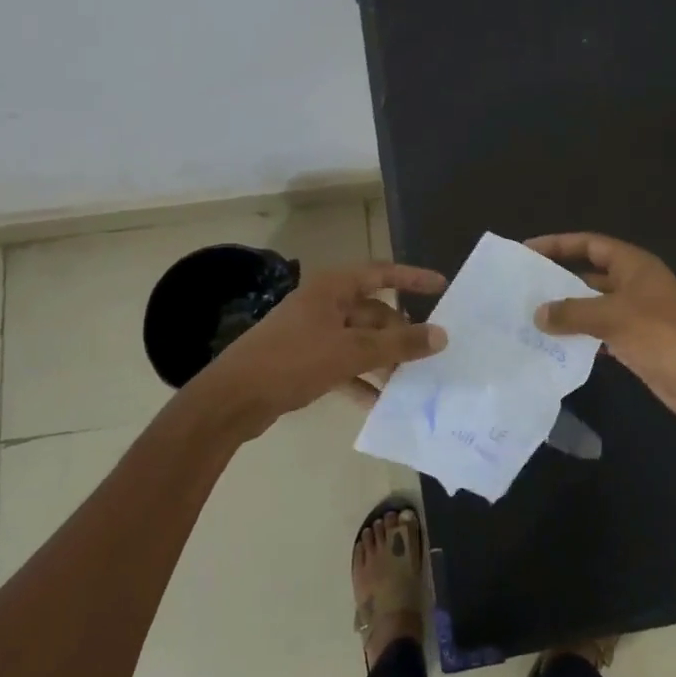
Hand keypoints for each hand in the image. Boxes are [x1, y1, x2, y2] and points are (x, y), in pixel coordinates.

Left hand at [188, 262, 447, 434]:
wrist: (233, 399)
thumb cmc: (292, 361)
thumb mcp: (350, 352)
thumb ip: (397, 344)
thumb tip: (442, 335)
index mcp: (333, 288)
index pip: (382, 274)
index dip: (413, 278)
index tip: (442, 286)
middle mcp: (324, 304)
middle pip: (374, 313)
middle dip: (400, 334)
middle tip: (429, 355)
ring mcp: (313, 332)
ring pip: (360, 341)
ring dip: (383, 359)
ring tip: (411, 380)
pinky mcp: (304, 360)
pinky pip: (343, 364)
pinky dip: (361, 379)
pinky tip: (379, 402)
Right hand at [528, 233, 675, 443]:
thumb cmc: (665, 337)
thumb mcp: (614, 318)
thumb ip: (573, 312)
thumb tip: (538, 313)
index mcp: (635, 266)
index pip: (590, 244)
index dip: (558, 244)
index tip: (526, 250)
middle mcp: (635, 285)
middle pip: (589, 274)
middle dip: (557, 280)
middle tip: (518, 288)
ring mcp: (637, 316)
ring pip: (592, 307)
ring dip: (565, 312)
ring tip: (527, 317)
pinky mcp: (637, 345)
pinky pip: (599, 334)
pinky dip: (579, 337)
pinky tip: (552, 346)